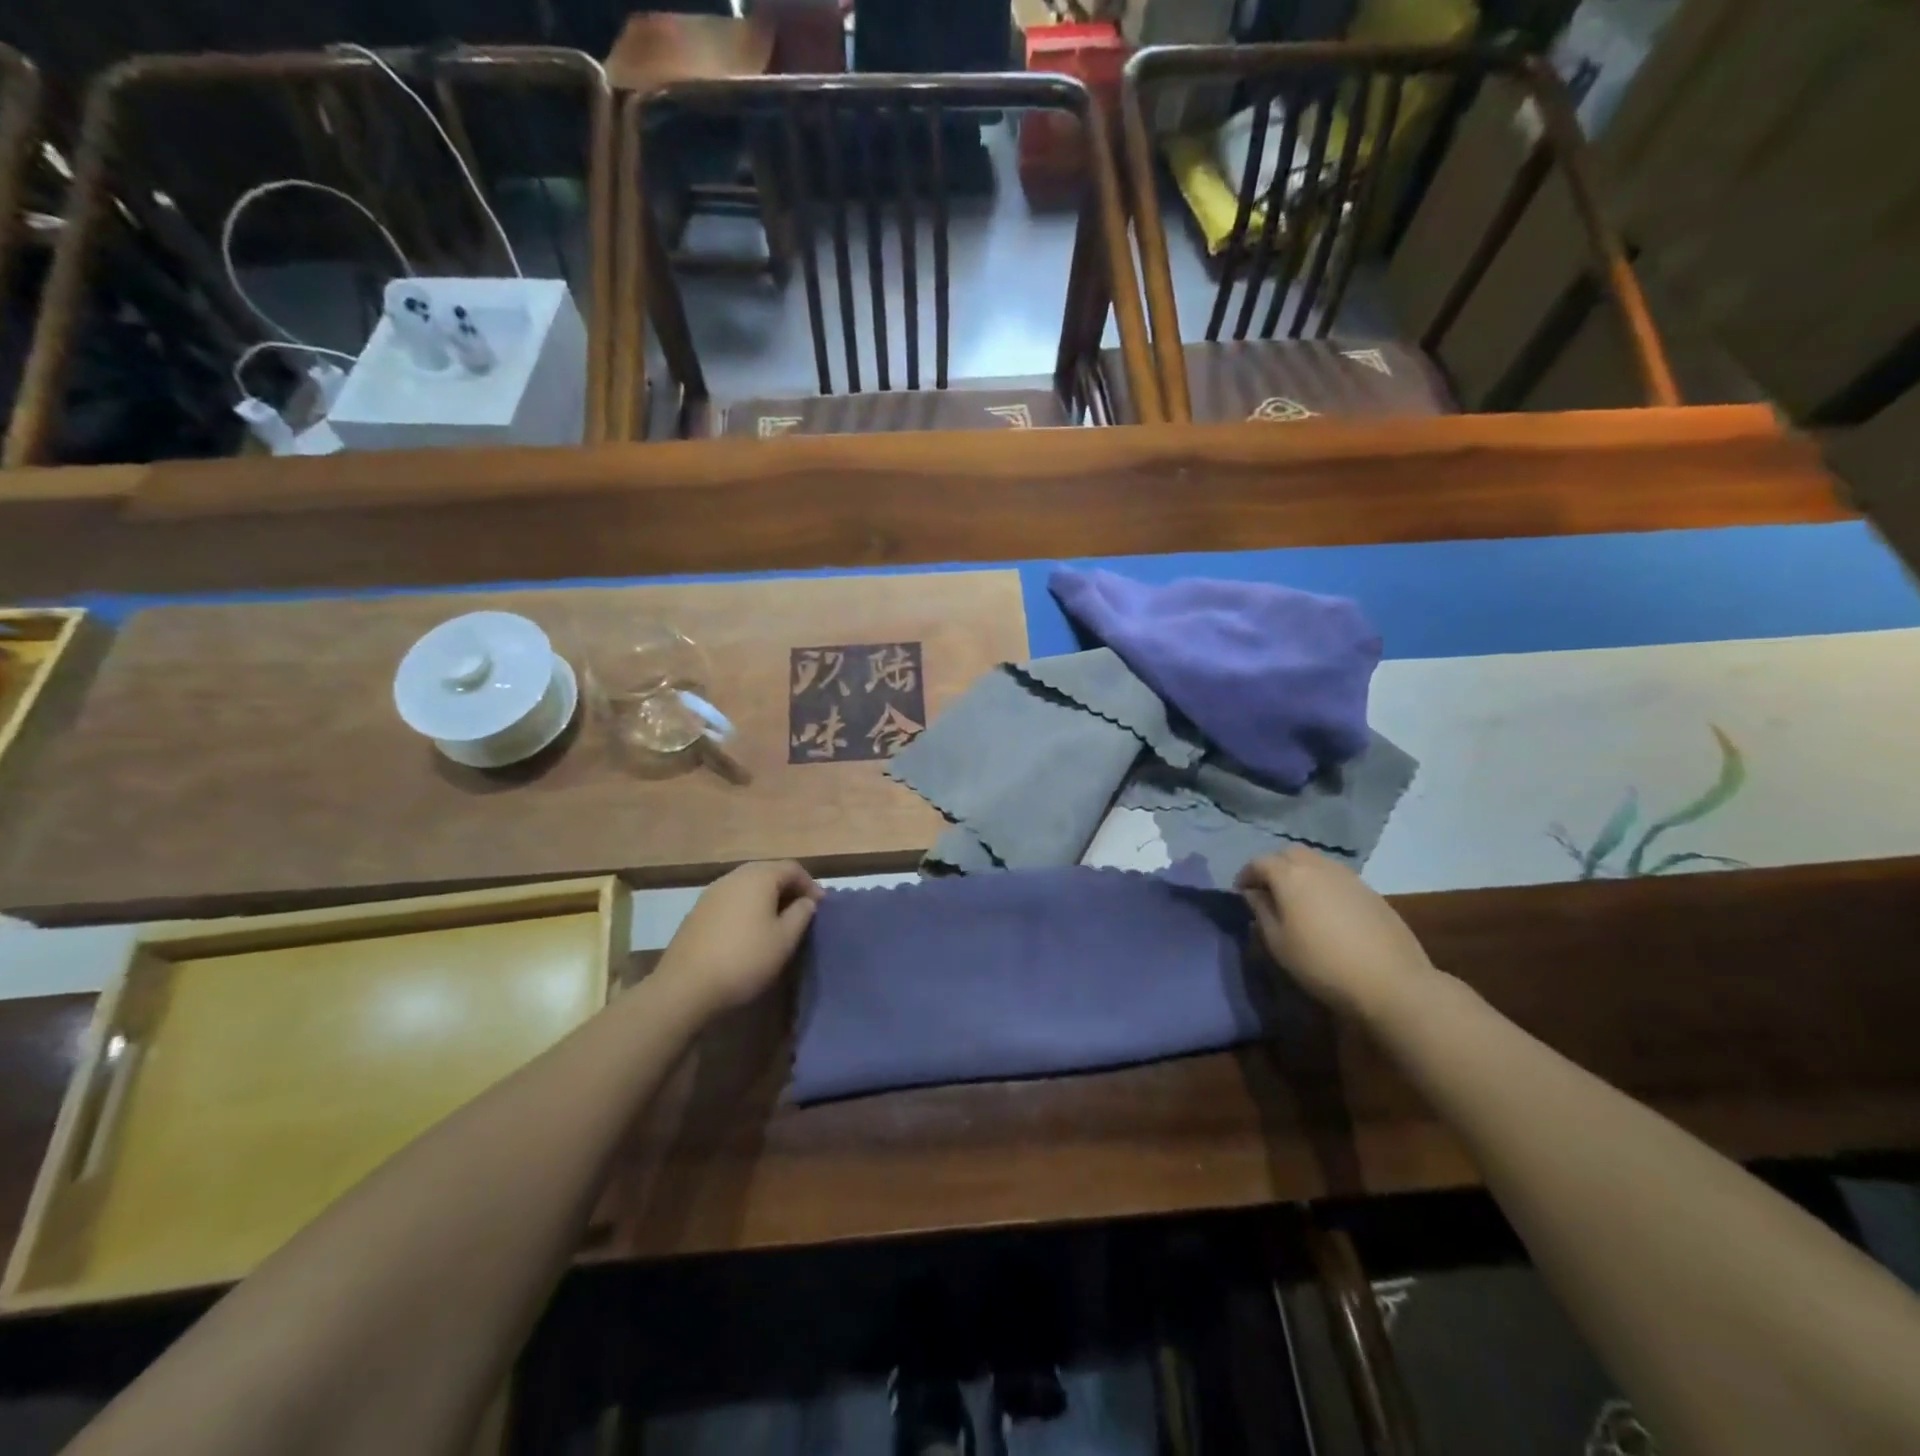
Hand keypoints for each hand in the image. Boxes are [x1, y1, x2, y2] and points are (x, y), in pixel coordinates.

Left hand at [656, 861, 822, 1017]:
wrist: (685, 987)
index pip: (792, 868)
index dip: (810, 884)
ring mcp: (711, 893)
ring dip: (766, 897)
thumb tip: (806, 901)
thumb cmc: (745, 959)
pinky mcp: (697, 911)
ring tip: (777, 921)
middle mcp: (734, 877)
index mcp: (758, 877)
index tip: (820, 907)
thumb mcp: (784, 940)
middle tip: (801, 911)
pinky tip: (748, 931)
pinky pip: (731, 899)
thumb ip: (801, 914)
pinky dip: (746, 907)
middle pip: (768, 872)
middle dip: (788, 888)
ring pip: (747, 885)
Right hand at [1236, 847, 1436, 1022]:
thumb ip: (1262, 912)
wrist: (1390, 981)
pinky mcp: (1369, 890)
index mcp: (1290, 876)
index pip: (1259, 862)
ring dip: (1299, 872)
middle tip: (1268, 890)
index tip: (1241, 892)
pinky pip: (1336, 876)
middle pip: (1289, 854)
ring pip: (1315, 861)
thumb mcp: (1278, 943)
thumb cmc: (1322, 963)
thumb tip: (1254, 894)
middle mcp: (1318, 866)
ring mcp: (1347, 876)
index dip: (1246, 875)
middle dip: (1274, 867)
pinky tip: (1325, 909)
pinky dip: (1322, 883)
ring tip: (1296, 899)